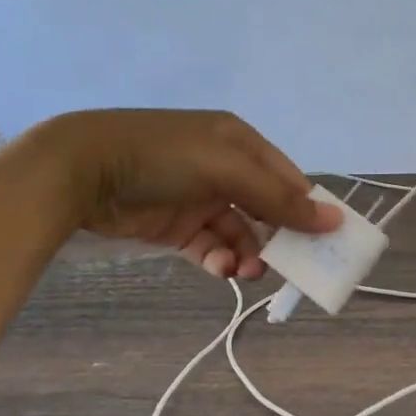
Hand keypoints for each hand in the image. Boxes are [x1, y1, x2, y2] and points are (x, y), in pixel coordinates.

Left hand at [35, 110, 339, 279]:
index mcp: (240, 143)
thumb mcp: (227, 169)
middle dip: (279, 238)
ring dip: (248, 254)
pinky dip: (220, 261)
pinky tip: (221, 271)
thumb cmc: (164, 158)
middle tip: (291, 268)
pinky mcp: (175, 226)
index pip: (287, 179)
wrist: (80, 170)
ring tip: (247, 272)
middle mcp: (224, 168)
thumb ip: (279, 198)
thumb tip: (335, 219)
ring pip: (240, 233)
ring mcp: (198, 198)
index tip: (326, 243)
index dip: (307, 209)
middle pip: (266, 209)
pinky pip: (210, 247)